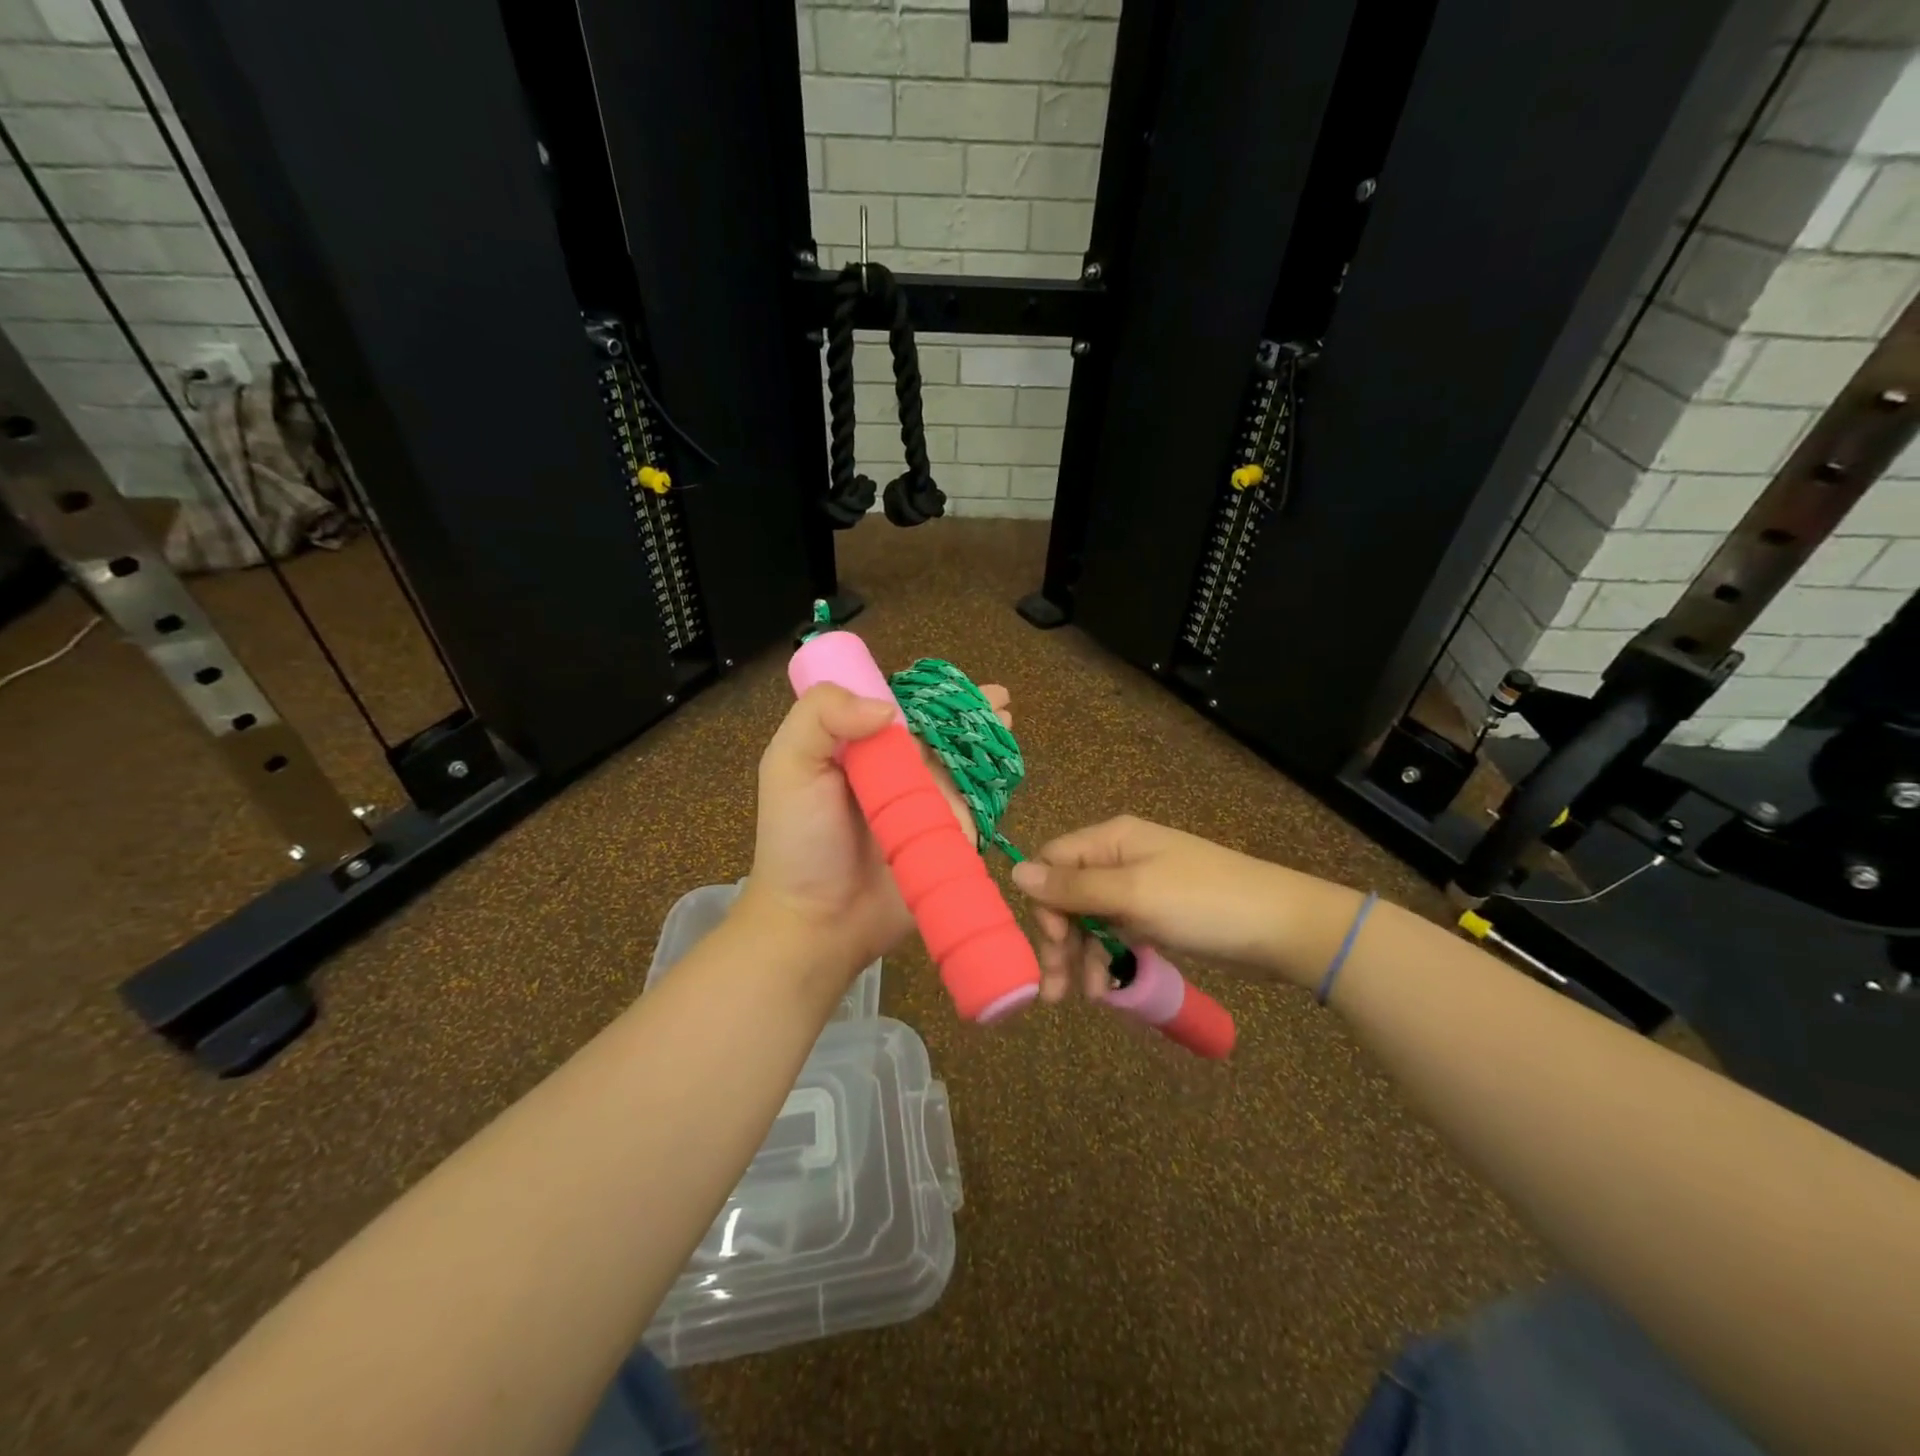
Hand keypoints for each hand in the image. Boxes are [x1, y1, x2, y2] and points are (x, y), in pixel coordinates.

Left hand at [743, 680, 1011, 981]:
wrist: (819, 923)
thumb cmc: (799, 842)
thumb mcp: (790, 765)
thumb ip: (822, 716)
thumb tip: (888, 708)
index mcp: (858, 748)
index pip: (897, 706)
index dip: (926, 692)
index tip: (955, 683)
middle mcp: (895, 771)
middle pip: (938, 732)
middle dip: (970, 711)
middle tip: (999, 698)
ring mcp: (925, 805)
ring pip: (963, 763)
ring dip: (987, 740)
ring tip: (1007, 721)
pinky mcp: (948, 838)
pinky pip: (976, 806)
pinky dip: (994, 784)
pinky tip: (1008, 766)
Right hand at [1011, 815, 1326, 1001]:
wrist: (1283, 928)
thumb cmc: (1203, 903)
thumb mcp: (1132, 894)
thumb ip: (1073, 887)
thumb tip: (1015, 872)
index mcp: (1111, 840)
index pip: (1053, 861)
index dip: (1043, 901)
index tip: (1051, 941)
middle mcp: (1120, 859)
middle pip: (1068, 895)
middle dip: (1059, 940)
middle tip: (1056, 990)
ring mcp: (1140, 888)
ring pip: (1091, 920)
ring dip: (1082, 957)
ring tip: (1089, 997)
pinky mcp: (1157, 916)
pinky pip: (1117, 934)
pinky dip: (1109, 959)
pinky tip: (1110, 988)